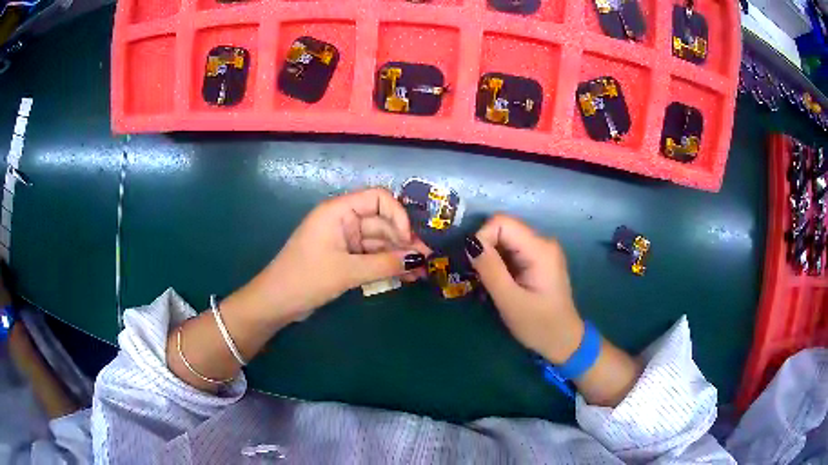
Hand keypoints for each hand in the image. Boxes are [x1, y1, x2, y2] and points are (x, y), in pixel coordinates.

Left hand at [232, 188, 429, 323]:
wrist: (276, 303)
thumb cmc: (306, 279)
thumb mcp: (347, 272)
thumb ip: (385, 264)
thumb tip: (419, 260)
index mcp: (338, 211)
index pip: (378, 198)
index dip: (398, 216)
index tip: (409, 240)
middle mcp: (343, 221)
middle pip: (382, 223)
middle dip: (404, 242)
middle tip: (427, 263)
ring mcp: (344, 240)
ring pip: (379, 242)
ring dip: (398, 256)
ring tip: (420, 274)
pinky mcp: (344, 258)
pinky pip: (371, 257)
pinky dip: (386, 265)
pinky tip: (405, 276)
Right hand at [465, 214, 583, 363]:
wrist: (563, 342)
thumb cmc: (539, 325)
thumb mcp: (510, 301)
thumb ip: (490, 269)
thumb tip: (470, 243)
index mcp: (540, 249)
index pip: (502, 222)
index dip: (482, 238)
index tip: (474, 265)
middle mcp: (542, 242)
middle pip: (503, 229)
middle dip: (484, 249)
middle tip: (478, 277)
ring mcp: (542, 250)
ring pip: (505, 240)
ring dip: (490, 257)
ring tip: (487, 283)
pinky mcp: (538, 260)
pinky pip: (511, 251)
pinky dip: (499, 263)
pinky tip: (498, 283)